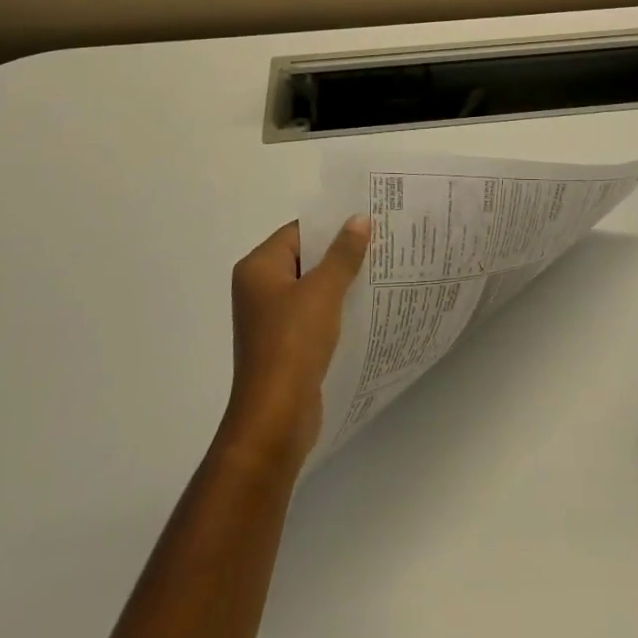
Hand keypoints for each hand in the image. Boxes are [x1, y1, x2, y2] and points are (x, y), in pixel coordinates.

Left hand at [221, 217, 370, 466]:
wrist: (275, 418)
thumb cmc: (293, 344)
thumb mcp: (323, 292)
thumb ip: (342, 254)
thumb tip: (358, 219)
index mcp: (258, 268)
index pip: (298, 232)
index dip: (331, 226)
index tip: (366, 221)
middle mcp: (258, 288)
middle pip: (304, 258)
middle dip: (339, 252)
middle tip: (380, 242)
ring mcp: (269, 318)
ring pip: (310, 287)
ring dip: (340, 281)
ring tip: (379, 271)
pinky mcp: (283, 344)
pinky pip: (312, 313)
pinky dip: (334, 308)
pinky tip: (364, 306)